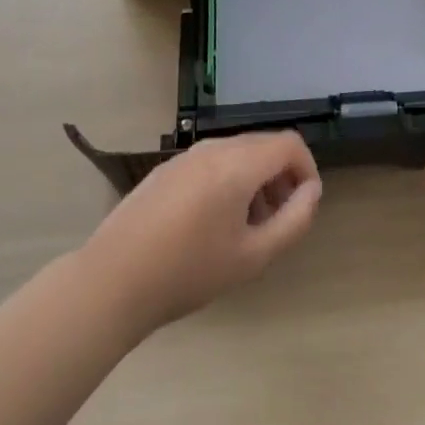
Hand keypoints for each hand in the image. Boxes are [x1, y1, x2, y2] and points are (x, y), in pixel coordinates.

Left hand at [79, 132, 322, 331]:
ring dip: (255, 180)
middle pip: (264, 145)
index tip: (304, 206)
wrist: (112, 280)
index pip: (290, 144)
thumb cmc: (188, 271)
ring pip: (237, 153)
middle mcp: (215, 147)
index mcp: (238, 163)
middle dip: (281, 177)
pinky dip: (228, 181)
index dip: (307, 169)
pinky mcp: (167, 168)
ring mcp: (187, 155)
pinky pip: (212, 162)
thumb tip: (312, 191)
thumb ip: (293, 221)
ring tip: (247, 227)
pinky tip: (211, 224)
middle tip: (279, 221)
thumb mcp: (252, 256)